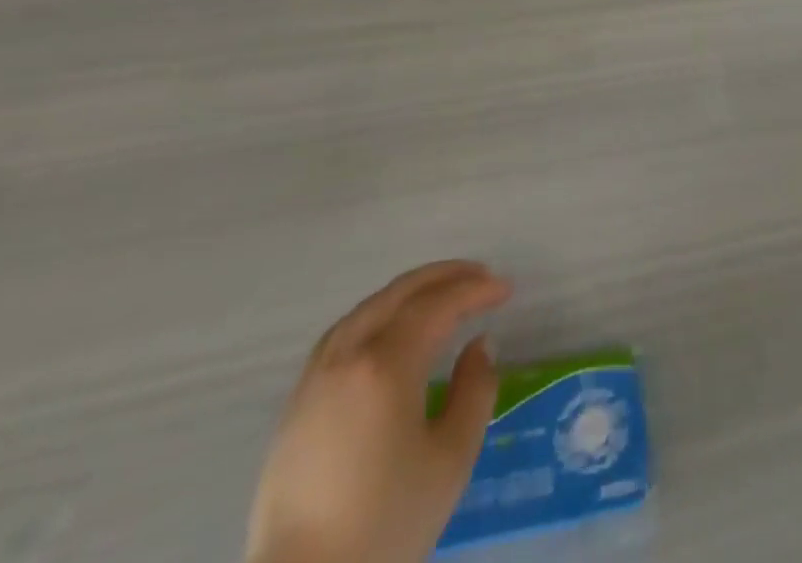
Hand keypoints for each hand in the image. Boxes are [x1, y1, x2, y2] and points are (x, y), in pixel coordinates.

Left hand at [246, 261, 512, 562]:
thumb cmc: (385, 525)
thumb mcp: (451, 459)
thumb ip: (475, 391)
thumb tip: (479, 345)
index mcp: (386, 364)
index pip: (440, 305)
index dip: (476, 290)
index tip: (506, 289)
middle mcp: (348, 356)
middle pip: (400, 293)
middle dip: (445, 276)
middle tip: (480, 276)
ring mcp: (315, 378)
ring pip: (368, 308)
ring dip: (409, 291)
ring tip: (440, 293)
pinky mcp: (295, 404)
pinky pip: (343, 333)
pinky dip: (377, 313)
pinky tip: (390, 328)